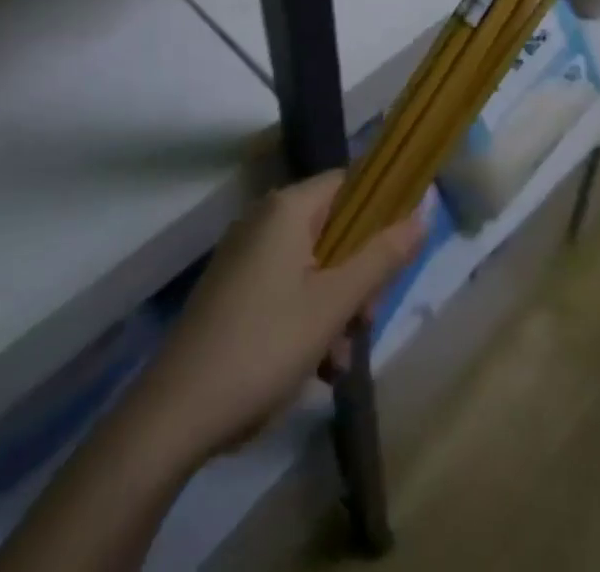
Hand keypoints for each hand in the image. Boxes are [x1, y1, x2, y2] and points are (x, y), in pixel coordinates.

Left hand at [124, 172, 425, 469]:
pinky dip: (306, 319)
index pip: (348, 183)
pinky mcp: (233, 291)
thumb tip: (424, 211)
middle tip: (365, 321)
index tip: (397, 253)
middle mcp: (264, 221)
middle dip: (357, 277)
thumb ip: (382, 256)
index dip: (379, 211)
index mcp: (287, 209)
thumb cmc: (264, 346)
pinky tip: (314, 368)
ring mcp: (245, 257)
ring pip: (313, 266)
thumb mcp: (335, 303)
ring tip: (337, 361)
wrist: (175, 416)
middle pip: (333, 230)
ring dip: (335, 308)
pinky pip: (286, 288)